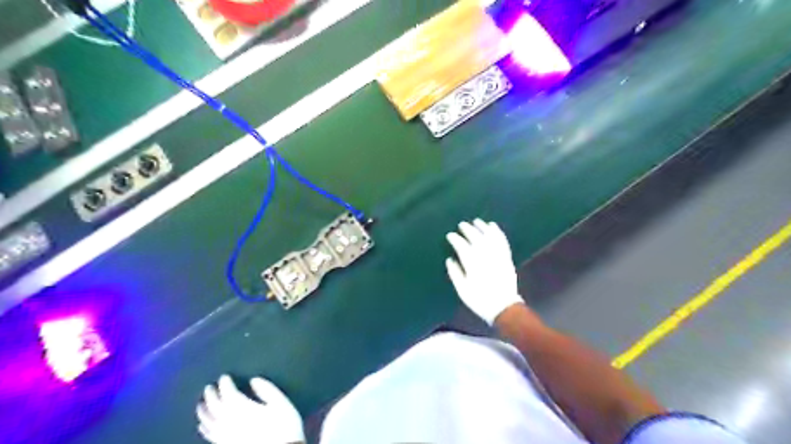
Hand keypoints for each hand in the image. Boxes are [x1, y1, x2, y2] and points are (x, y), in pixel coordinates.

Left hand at [198, 375, 304, 443]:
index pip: (228, 393)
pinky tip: (201, 425)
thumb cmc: (283, 426)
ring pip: (208, 421)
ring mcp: (225, 435)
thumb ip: (267, 389)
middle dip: (211, 395)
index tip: (224, 377)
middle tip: (209, 387)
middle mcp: (229, 421)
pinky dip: (204, 428)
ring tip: (200, 404)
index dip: (225, 383)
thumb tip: (254, 380)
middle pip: (215, 406)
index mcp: (243, 408)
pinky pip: (209, 436)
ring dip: (203, 411)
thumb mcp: (281, 403)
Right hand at [445, 221, 523, 323]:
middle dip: (468, 229)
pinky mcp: (506, 257)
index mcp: (472, 264)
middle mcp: (485, 256)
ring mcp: (497, 256)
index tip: (450, 235)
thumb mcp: (462, 290)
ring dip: (483, 227)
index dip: (455, 239)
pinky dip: (497, 232)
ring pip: (490, 236)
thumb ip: (455, 273)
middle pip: (476, 238)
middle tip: (462, 225)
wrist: (504, 307)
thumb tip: (450, 259)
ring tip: (477, 221)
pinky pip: (502, 241)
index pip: (462, 246)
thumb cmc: (480, 300)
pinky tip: (493, 226)